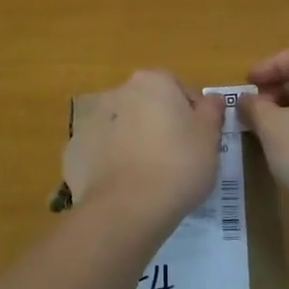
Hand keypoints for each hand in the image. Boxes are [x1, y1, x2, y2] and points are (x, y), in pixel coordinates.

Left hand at [62, 71, 224, 225]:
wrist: (126, 207)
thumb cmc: (178, 165)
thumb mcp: (210, 138)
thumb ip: (212, 112)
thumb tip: (212, 99)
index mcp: (153, 81)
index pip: (180, 89)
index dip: (194, 114)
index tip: (201, 140)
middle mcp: (119, 92)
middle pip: (148, 105)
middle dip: (161, 124)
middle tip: (178, 158)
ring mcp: (92, 120)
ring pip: (123, 127)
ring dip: (135, 141)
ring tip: (151, 176)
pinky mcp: (75, 150)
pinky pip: (102, 151)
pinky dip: (112, 162)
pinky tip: (126, 186)